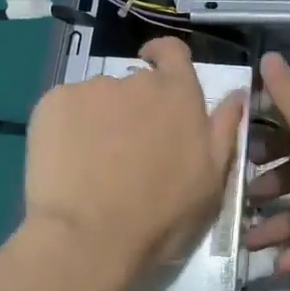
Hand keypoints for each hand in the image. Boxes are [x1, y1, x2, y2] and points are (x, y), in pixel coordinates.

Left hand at [24, 37, 246, 280]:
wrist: (88, 239)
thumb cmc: (161, 216)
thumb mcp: (211, 180)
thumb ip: (224, 129)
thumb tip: (237, 93)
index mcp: (179, 94)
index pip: (173, 52)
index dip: (164, 57)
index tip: (156, 69)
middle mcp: (136, 81)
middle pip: (135, 83)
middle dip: (134, 108)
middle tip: (128, 151)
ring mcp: (91, 89)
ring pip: (98, 98)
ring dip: (100, 119)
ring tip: (93, 164)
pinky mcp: (52, 103)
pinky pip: (64, 108)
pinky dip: (66, 128)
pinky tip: (66, 163)